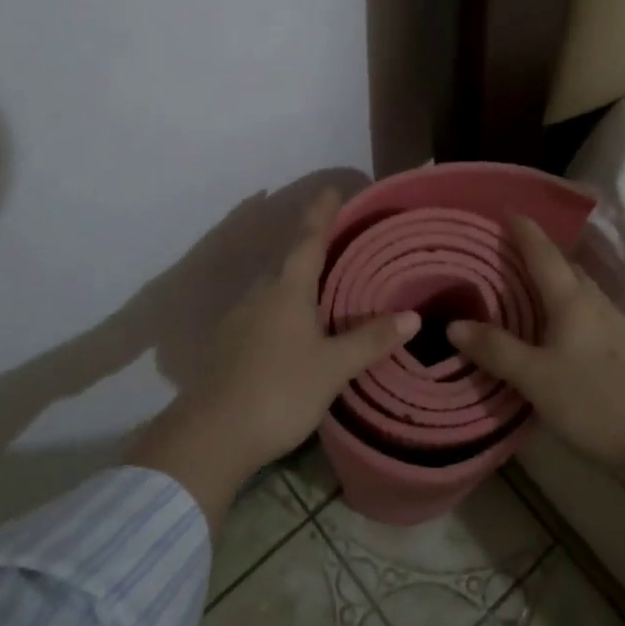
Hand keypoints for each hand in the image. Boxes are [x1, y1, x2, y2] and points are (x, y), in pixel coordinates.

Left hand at [130, 187, 416, 525]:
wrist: (211, 436)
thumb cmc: (279, 391)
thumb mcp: (333, 367)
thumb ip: (370, 340)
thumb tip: (413, 316)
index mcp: (286, 290)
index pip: (308, 240)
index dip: (322, 213)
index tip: (332, 189)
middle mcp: (259, 294)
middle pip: (286, 259)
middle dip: (308, 243)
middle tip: (334, 236)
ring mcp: (238, 318)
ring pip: (271, 285)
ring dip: (293, 275)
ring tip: (317, 279)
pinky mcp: (228, 344)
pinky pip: (260, 309)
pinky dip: (280, 304)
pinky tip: (290, 324)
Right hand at [446, 215, 624, 476]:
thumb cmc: (593, 400)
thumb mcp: (535, 377)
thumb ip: (496, 349)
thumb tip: (453, 325)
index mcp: (572, 299)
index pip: (543, 252)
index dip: (524, 230)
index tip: (505, 210)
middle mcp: (594, 302)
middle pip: (563, 264)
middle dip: (535, 250)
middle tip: (504, 248)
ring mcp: (612, 323)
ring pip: (576, 287)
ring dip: (550, 277)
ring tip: (522, 283)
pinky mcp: (620, 345)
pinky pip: (584, 308)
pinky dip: (562, 302)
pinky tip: (552, 323)